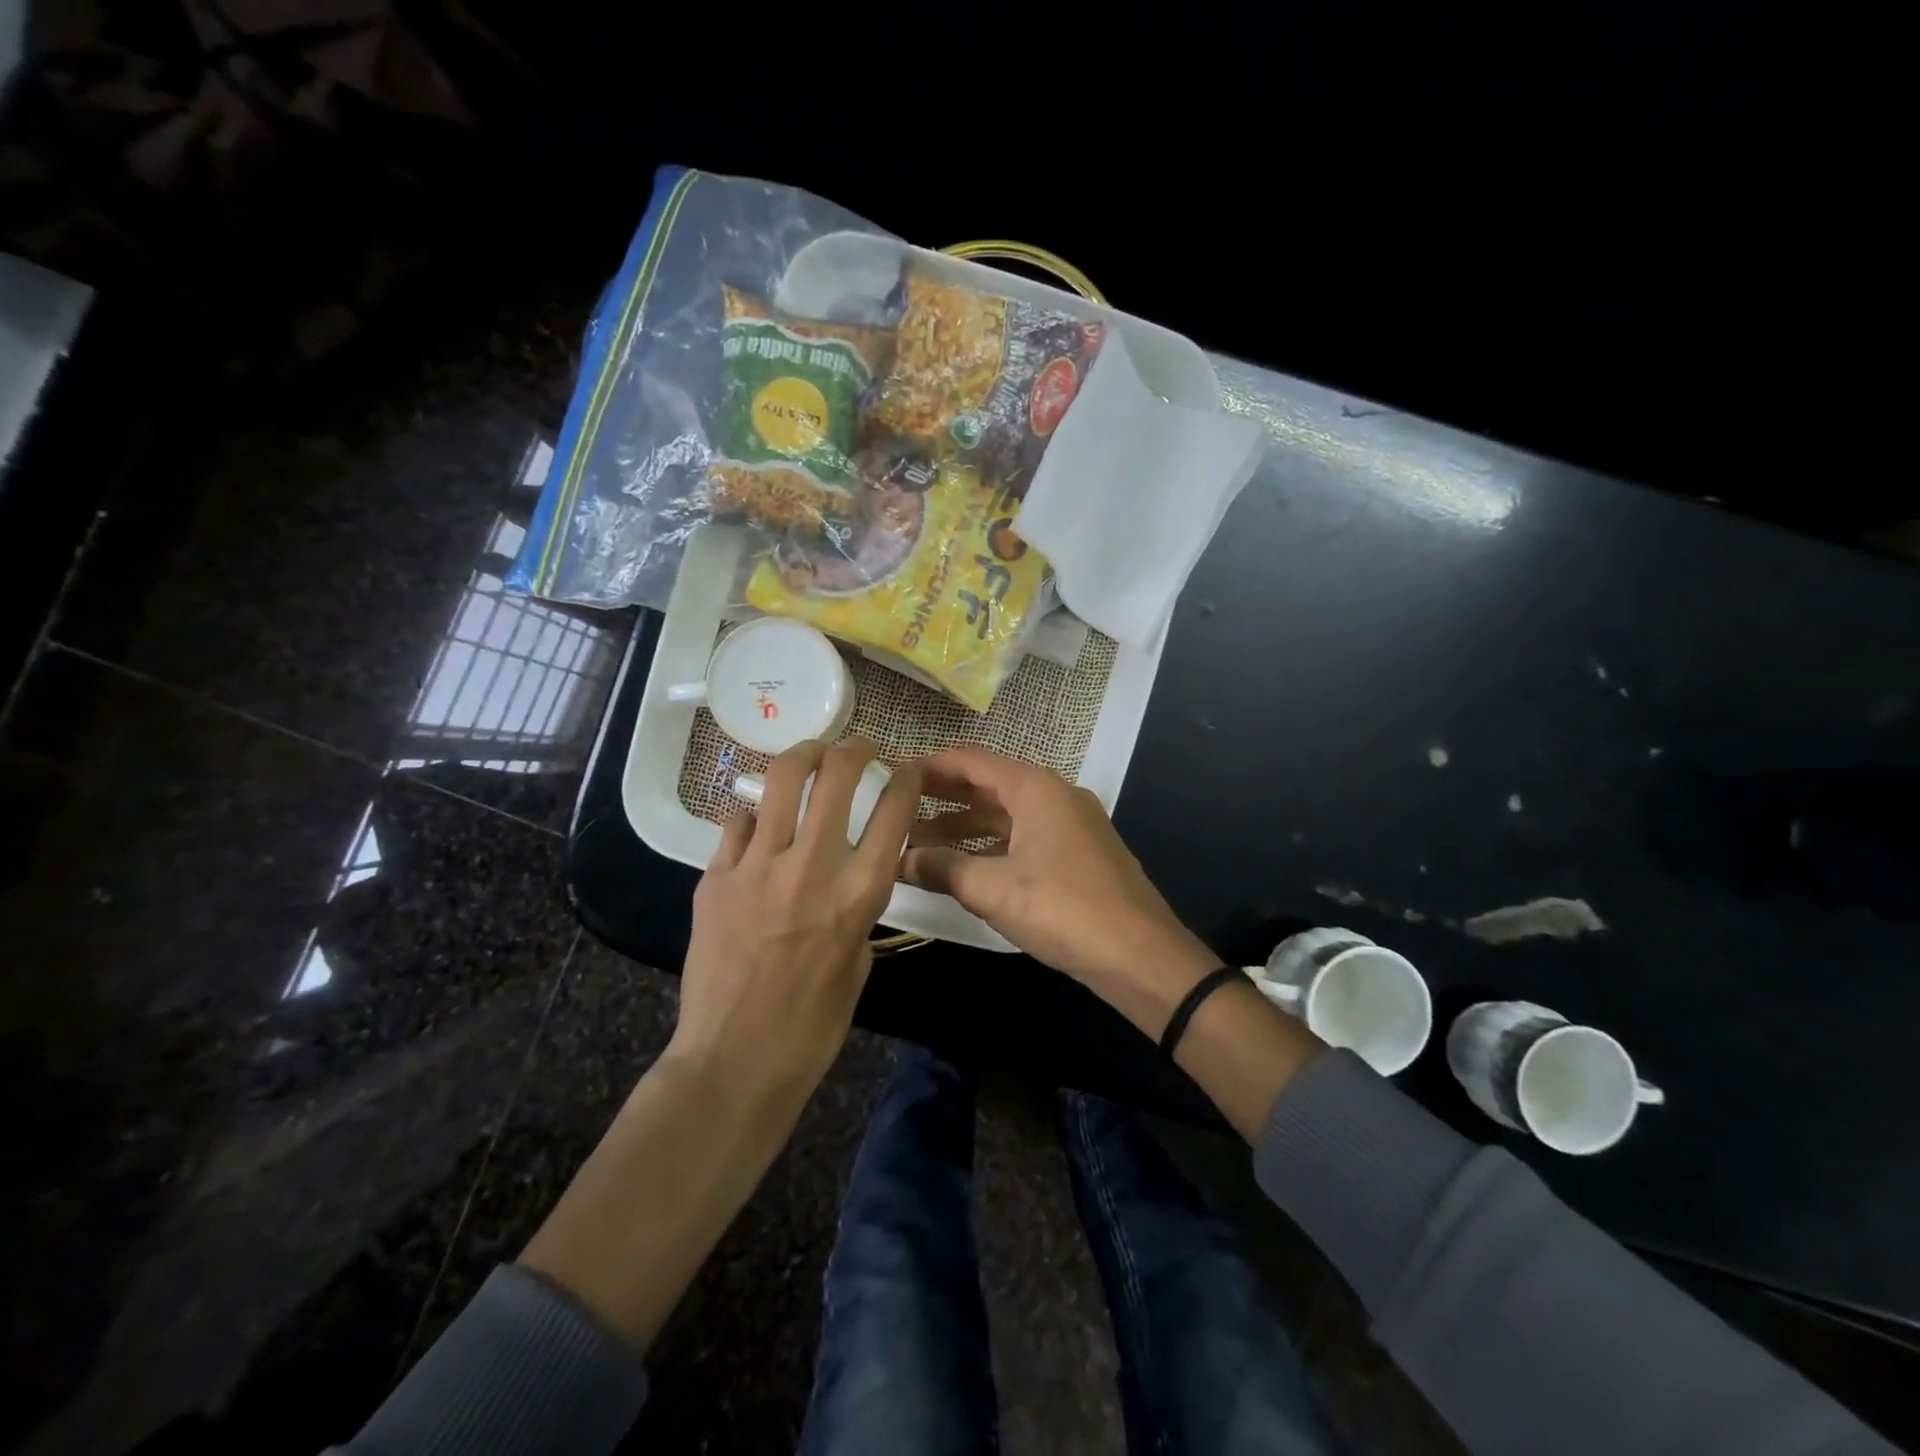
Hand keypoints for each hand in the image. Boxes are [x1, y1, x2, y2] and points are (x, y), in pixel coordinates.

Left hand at [672, 738, 921, 1094]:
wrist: (734, 1060)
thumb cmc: (812, 1025)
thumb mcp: (859, 961)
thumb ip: (858, 908)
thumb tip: (849, 874)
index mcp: (859, 893)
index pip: (894, 812)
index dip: (906, 779)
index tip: (907, 767)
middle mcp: (812, 866)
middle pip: (837, 776)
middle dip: (853, 748)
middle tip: (857, 746)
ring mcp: (757, 867)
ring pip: (780, 781)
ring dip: (802, 756)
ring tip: (810, 754)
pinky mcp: (715, 878)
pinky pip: (736, 824)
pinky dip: (753, 819)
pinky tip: (756, 830)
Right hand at [901, 747, 1218, 1033]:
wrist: (1141, 955)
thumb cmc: (1063, 909)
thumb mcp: (993, 889)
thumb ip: (942, 868)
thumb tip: (901, 860)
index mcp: (1035, 788)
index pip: (972, 761)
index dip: (930, 766)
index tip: (893, 775)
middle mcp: (1054, 796)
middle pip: (988, 786)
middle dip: (943, 798)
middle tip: (898, 809)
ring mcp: (1070, 825)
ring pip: (1006, 816)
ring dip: (965, 828)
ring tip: (920, 844)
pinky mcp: (1078, 855)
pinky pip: (1024, 838)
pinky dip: (991, 847)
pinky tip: (965, 867)